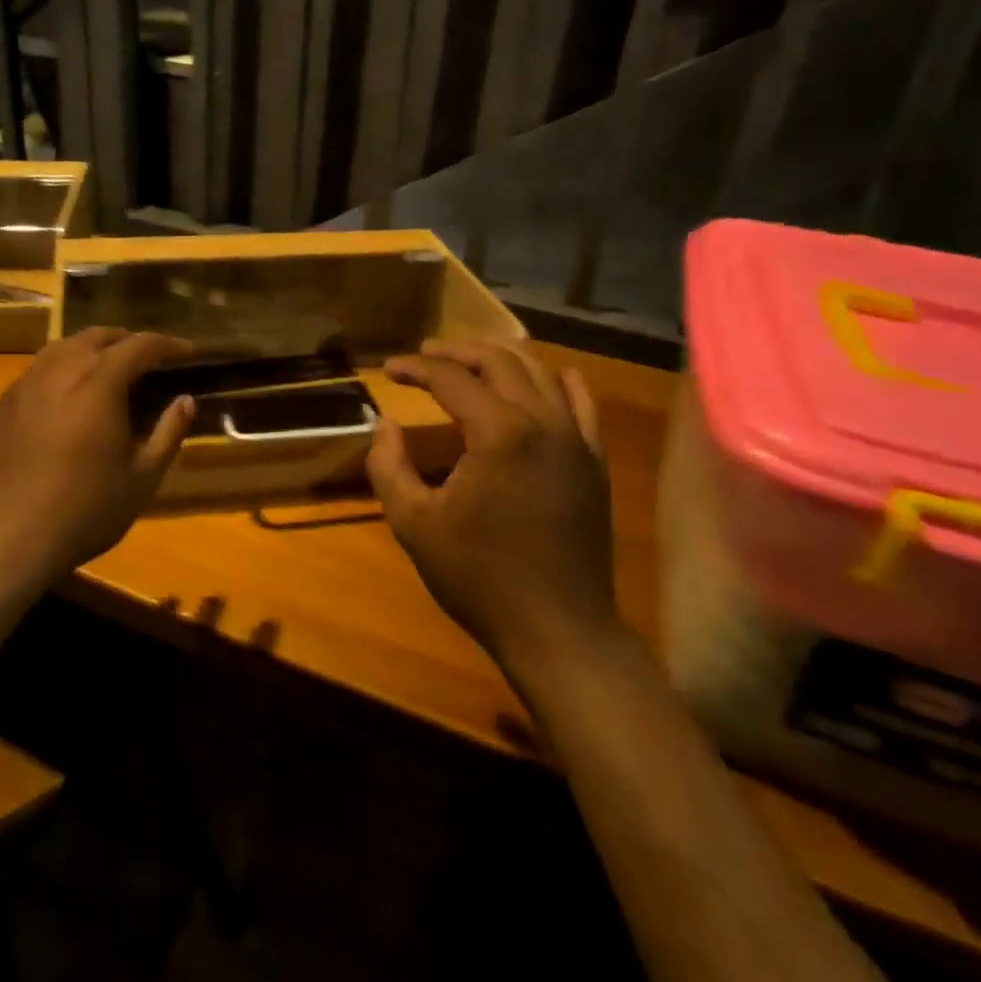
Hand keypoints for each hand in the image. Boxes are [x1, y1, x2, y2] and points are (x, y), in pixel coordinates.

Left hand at [0, 329, 194, 579]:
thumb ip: (168, 432)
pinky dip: (59, 374)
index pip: (141, 345)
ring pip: (61, 348)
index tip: (188, 352)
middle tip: (148, 360)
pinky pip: (35, 374)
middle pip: (98, 336)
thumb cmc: (85, 509)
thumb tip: (186, 400)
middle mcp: (60, 371)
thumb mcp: (143, 478)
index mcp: (99, 383)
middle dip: (128, 341)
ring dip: (90, 350)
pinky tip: (63, 401)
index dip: (169, 344)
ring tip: (105, 370)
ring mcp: (24, 386)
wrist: (6, 538)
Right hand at [367, 339, 617, 673]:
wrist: (559, 630)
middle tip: (426, 354)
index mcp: (499, 432)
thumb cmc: (479, 577)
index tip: (389, 368)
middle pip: (498, 361)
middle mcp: (543, 421)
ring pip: (540, 373)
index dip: (415, 367)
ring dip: (501, 359)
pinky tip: (547, 377)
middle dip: (457, 352)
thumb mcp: (414, 524)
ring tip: (471, 362)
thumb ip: (388, 466)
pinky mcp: (594, 461)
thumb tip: (386, 424)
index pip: (451, 378)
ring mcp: (576, 439)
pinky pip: (582, 404)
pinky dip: (558, 382)